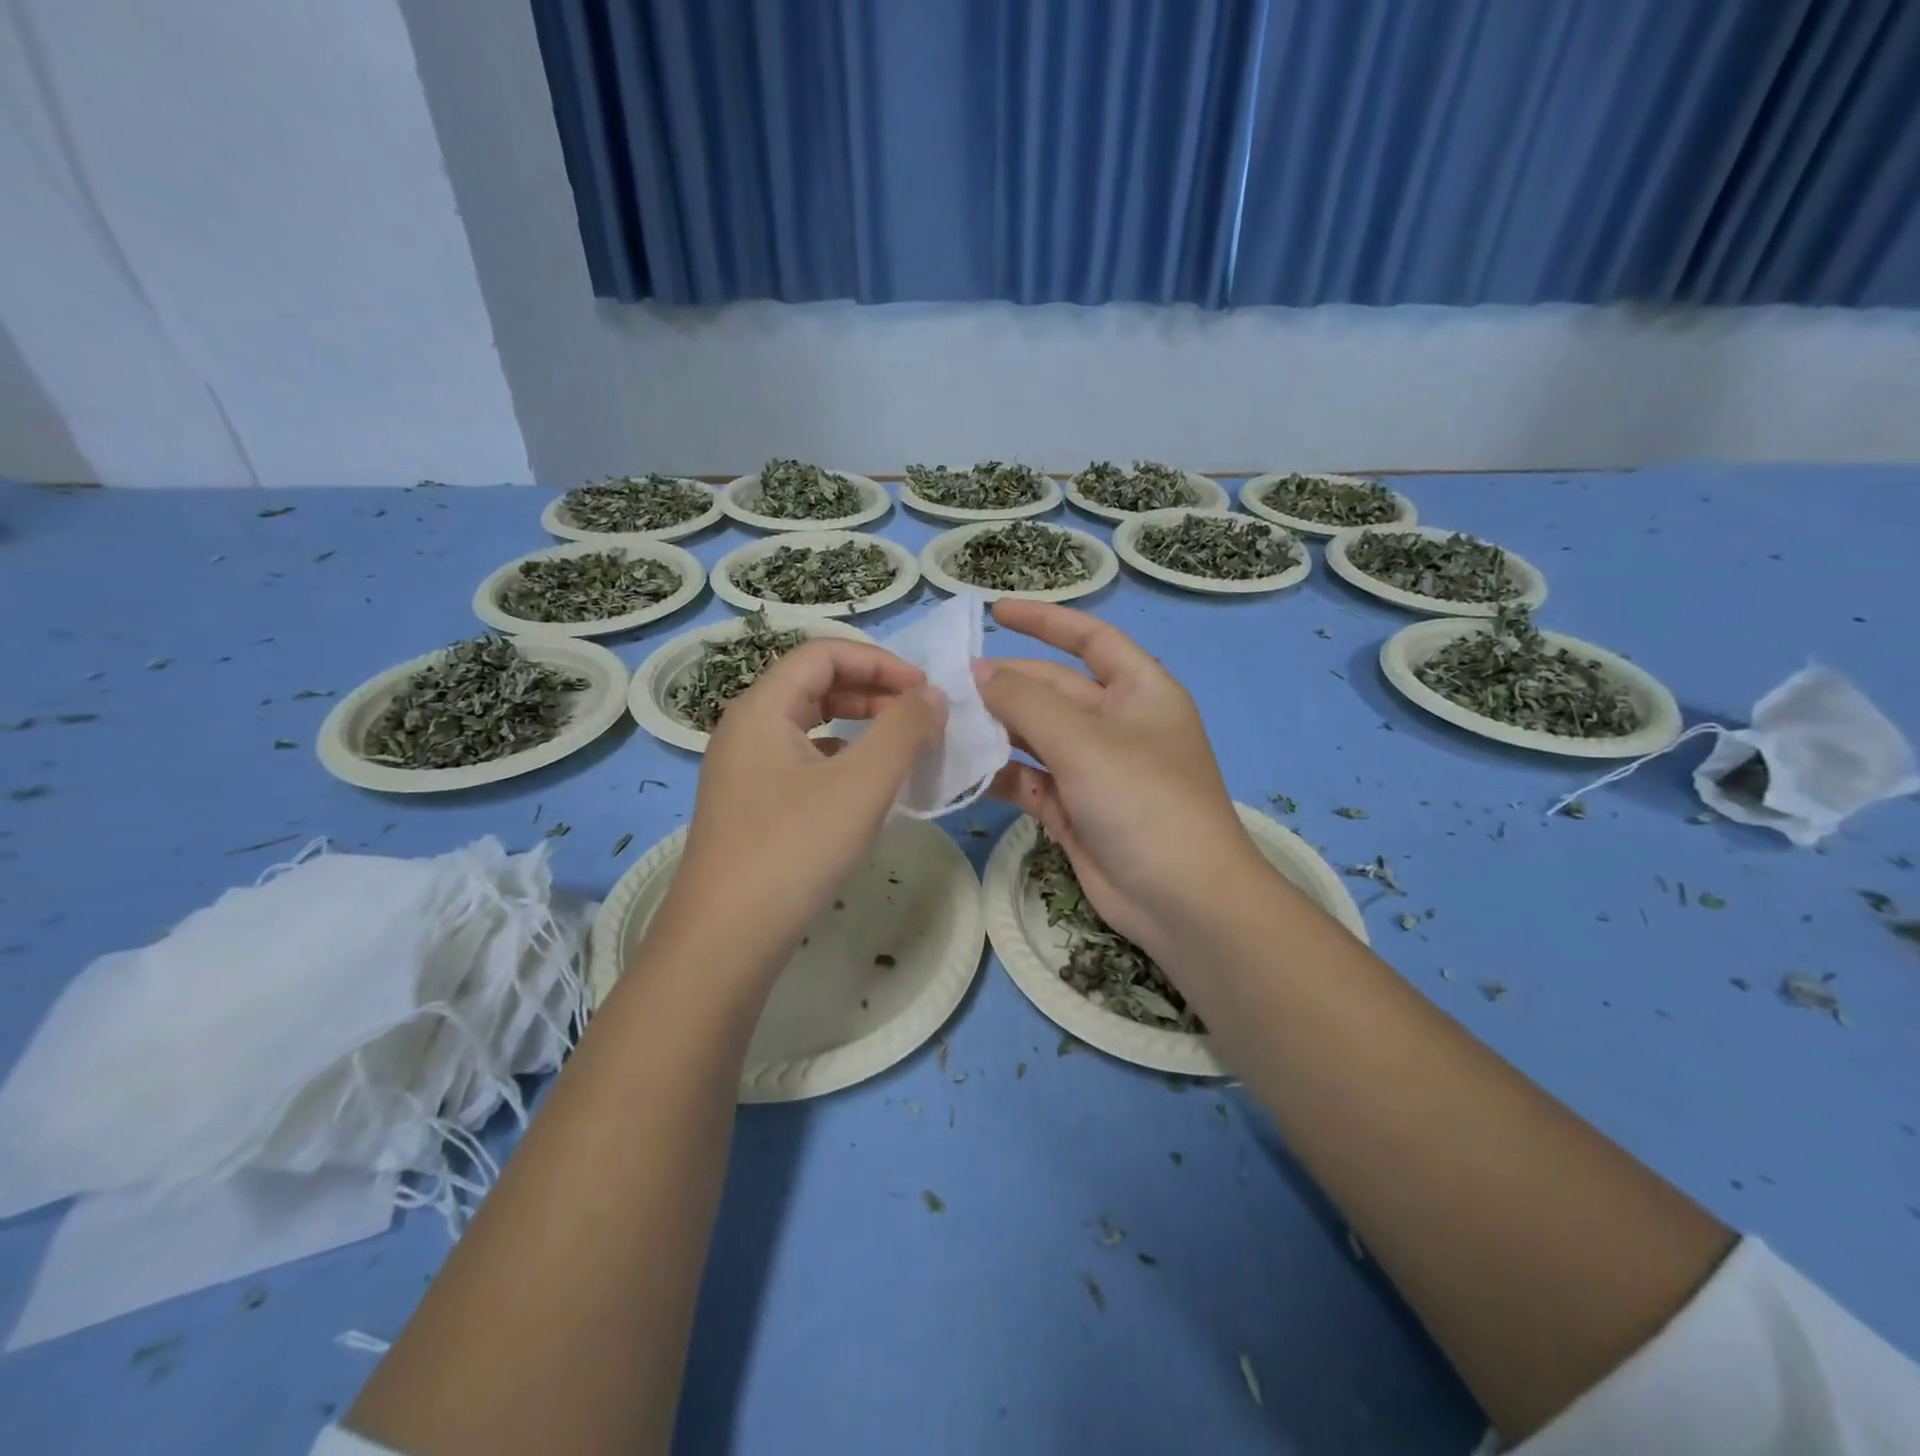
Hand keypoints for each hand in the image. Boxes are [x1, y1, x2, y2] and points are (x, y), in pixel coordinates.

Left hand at [645, 639, 945, 983]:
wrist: (726, 938)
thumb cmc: (794, 849)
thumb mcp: (862, 784)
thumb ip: (904, 730)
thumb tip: (933, 695)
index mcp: (762, 708)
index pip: (823, 653)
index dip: (880, 661)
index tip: (925, 689)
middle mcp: (746, 728)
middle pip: (814, 684)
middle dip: (872, 691)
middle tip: (919, 716)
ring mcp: (745, 769)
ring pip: (809, 724)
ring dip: (859, 724)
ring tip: (901, 747)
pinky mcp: (752, 804)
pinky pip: (803, 760)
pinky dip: (842, 758)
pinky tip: (867, 786)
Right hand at [976, 600, 1261, 956]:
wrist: (1182, 901)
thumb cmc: (1145, 802)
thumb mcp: (1084, 742)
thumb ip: (1026, 703)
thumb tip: (979, 674)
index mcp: (1139, 691)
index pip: (1090, 639)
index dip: (1045, 620)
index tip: (995, 611)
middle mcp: (1117, 724)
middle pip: (1053, 689)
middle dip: (1006, 684)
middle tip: (948, 683)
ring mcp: (1094, 769)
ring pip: (1036, 736)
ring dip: (996, 730)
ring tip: (944, 722)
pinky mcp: (1074, 809)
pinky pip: (1030, 780)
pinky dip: (999, 774)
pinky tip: (961, 769)